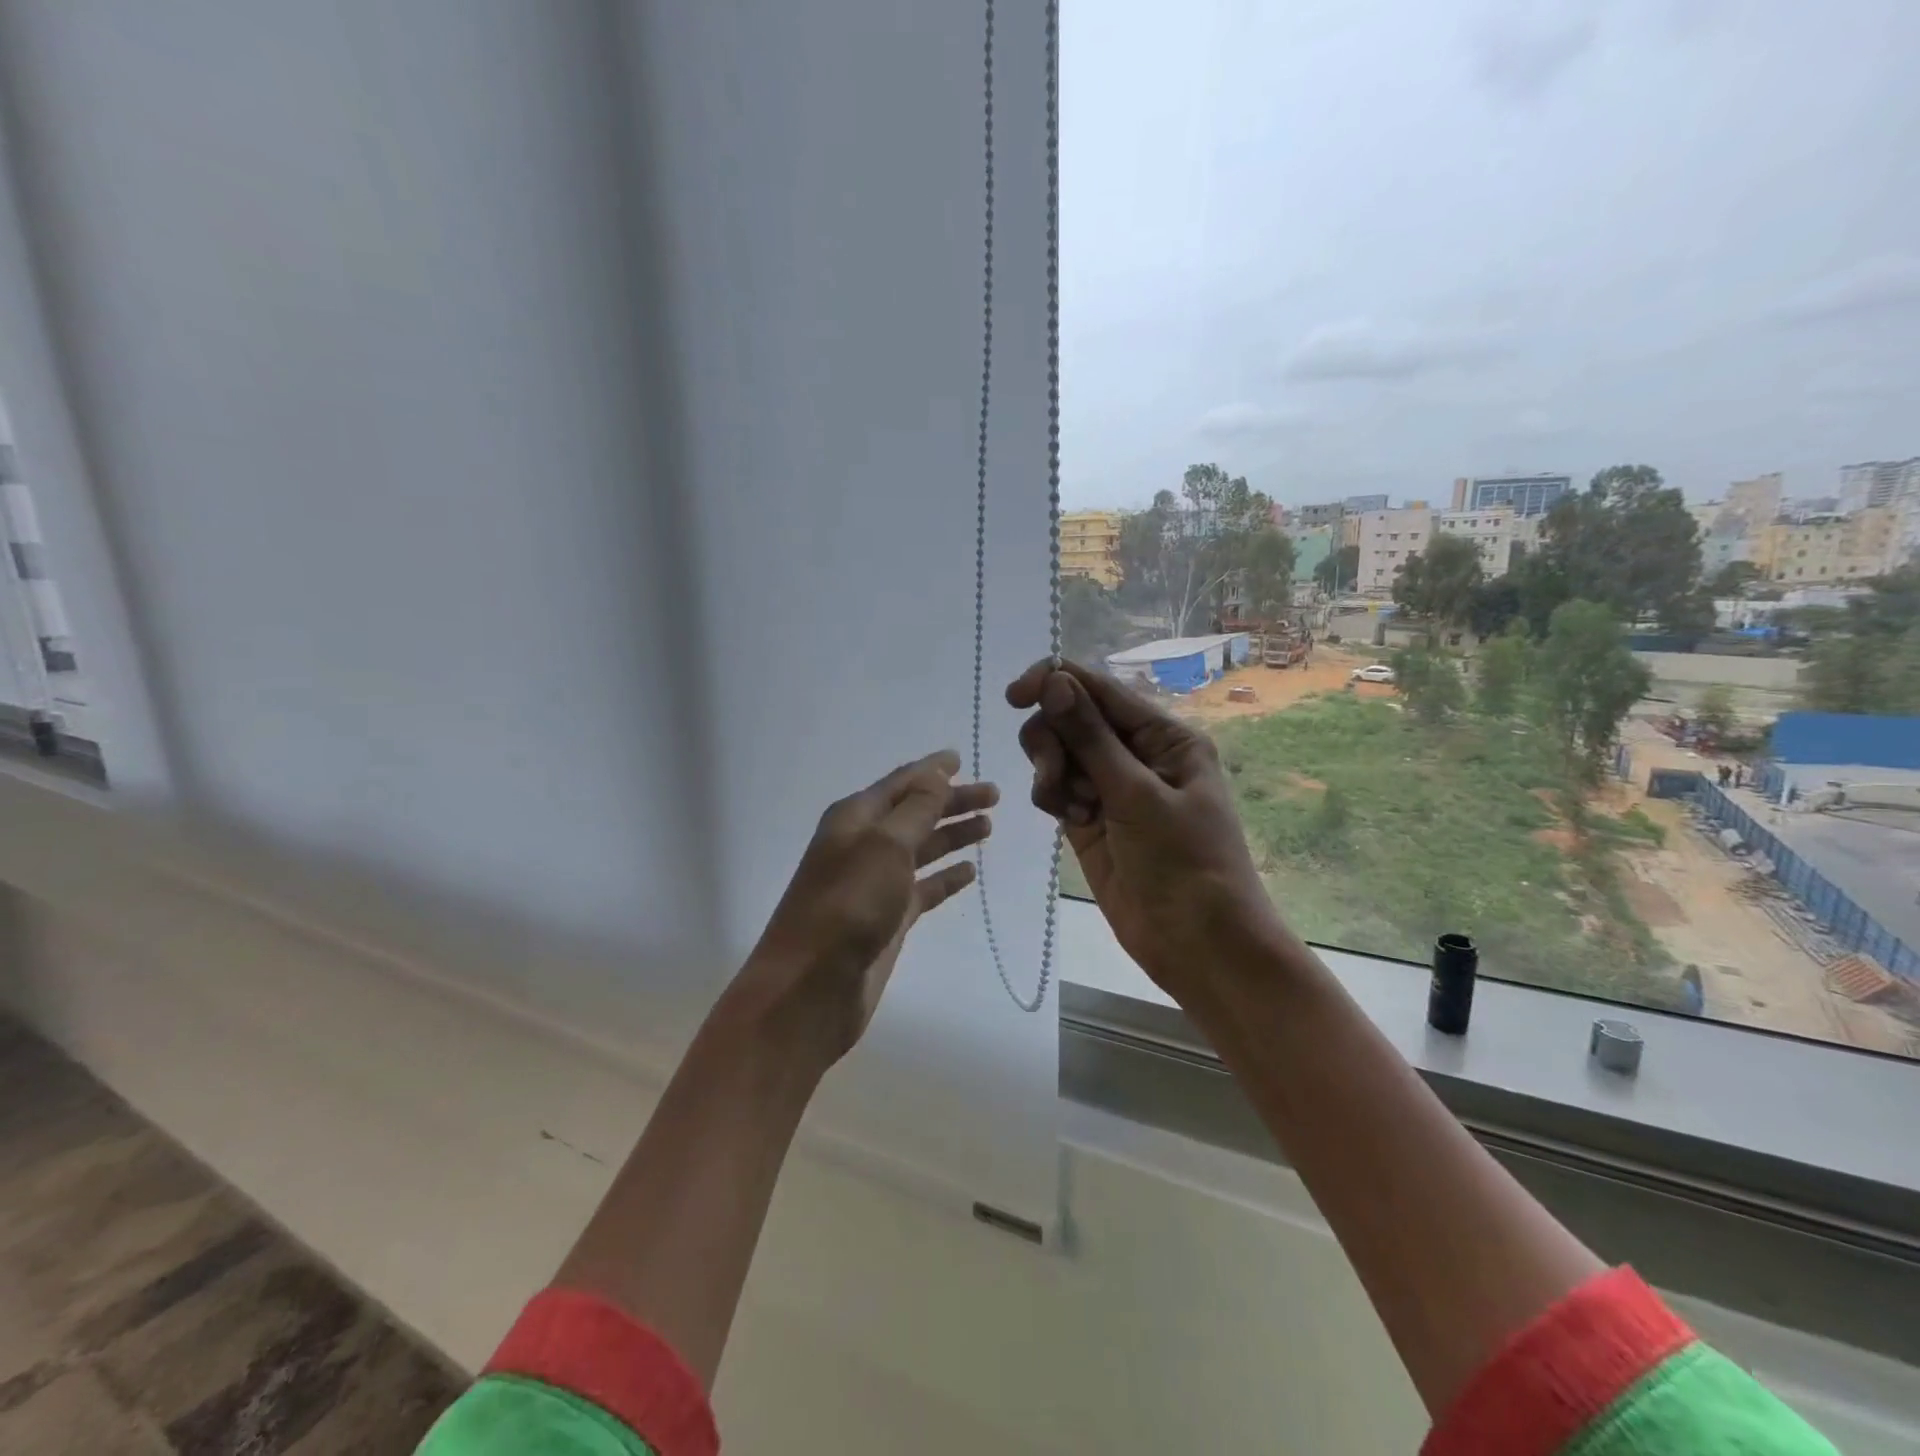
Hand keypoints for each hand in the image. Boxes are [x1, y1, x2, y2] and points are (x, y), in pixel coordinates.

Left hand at [734, 750, 996, 1065]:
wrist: (811, 988)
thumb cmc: (848, 905)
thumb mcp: (885, 846)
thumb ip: (916, 809)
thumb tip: (936, 773)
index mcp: (855, 819)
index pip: (900, 783)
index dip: (931, 770)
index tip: (961, 758)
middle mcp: (863, 845)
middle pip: (915, 814)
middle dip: (952, 802)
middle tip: (994, 795)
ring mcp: (875, 884)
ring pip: (921, 849)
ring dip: (951, 836)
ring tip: (988, 826)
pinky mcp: (887, 920)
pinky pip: (923, 888)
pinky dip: (945, 878)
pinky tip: (969, 871)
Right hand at [1006, 661, 1280, 1001]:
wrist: (1197, 944)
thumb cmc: (1184, 863)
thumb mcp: (1138, 795)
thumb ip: (1091, 737)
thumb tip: (1054, 679)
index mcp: (1164, 736)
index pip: (1100, 689)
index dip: (1055, 681)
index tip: (1015, 695)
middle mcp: (1136, 753)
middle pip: (1071, 717)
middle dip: (1053, 740)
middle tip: (1055, 776)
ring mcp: (1110, 787)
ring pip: (1057, 752)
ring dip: (1051, 772)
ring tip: (1071, 809)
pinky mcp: (1089, 818)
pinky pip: (1055, 788)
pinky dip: (1053, 797)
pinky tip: (1073, 823)